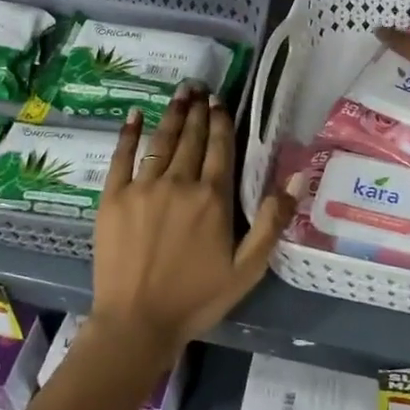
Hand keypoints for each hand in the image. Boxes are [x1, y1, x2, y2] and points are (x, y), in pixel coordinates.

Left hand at [89, 84, 294, 360]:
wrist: (136, 322)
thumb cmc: (196, 298)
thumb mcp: (247, 268)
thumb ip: (271, 221)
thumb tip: (296, 177)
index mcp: (212, 198)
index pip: (220, 148)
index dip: (221, 122)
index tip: (220, 102)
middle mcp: (179, 182)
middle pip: (191, 139)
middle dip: (197, 111)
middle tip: (199, 87)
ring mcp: (142, 187)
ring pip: (161, 141)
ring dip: (172, 115)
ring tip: (179, 93)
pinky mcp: (113, 197)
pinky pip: (121, 157)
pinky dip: (128, 134)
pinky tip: (134, 116)